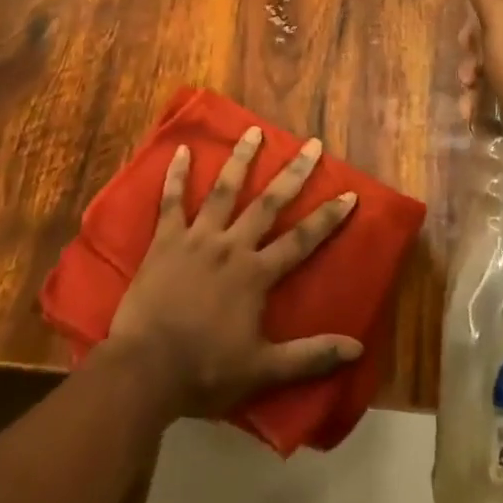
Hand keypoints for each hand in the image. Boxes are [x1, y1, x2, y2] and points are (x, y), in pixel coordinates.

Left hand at [104, 128, 360, 417]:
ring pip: (223, 190)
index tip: (349, 193)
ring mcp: (197, 238)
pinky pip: (171, 201)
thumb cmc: (205, 371)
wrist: (145, 370)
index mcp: (256, 274)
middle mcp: (231, 246)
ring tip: (253, 130)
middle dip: (293, 173)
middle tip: (312, 144)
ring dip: (241, 159)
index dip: (327, 217)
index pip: (301, 240)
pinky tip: (180, 150)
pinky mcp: (165, 240)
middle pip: (268, 203)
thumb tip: (357, 348)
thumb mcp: (263, 370)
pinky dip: (176, 176)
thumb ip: (310, 357)